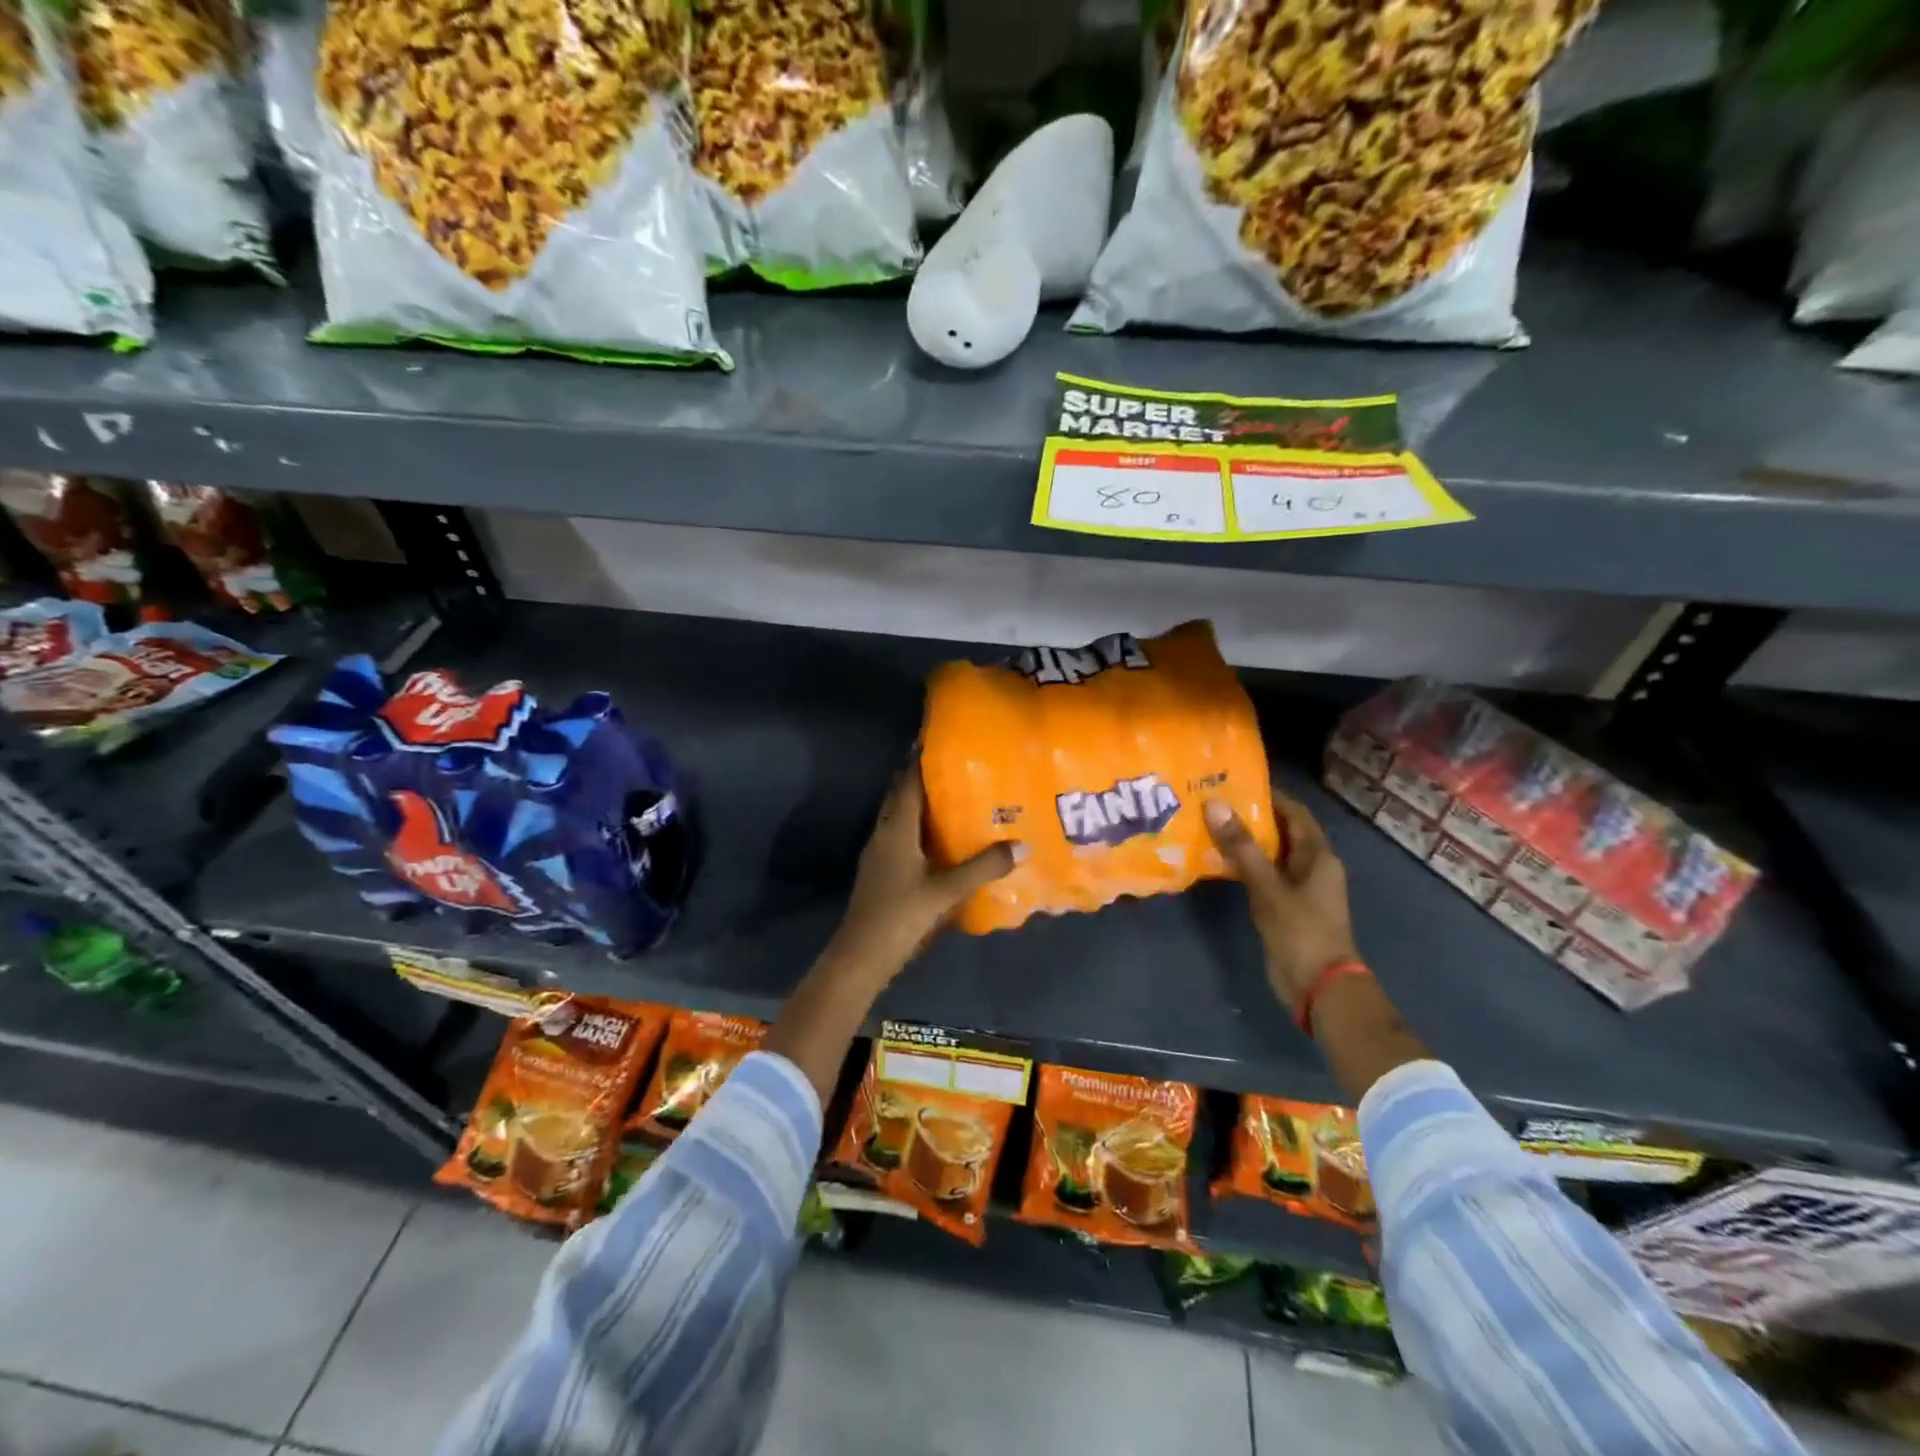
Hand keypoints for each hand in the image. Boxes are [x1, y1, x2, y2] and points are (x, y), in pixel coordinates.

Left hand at [826, 765, 1022, 981]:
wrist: (861, 955)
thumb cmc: (900, 915)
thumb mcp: (945, 891)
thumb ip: (982, 868)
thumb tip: (1022, 845)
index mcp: (896, 829)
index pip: (907, 782)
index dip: (920, 759)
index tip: (938, 739)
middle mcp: (884, 833)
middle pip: (900, 795)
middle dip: (921, 777)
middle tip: (954, 765)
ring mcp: (878, 853)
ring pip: (899, 817)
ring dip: (919, 803)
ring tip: (952, 796)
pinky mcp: (881, 871)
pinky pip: (900, 836)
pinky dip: (917, 827)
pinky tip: (938, 838)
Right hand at [1204, 789, 1358, 1012]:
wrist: (1319, 987)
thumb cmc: (1301, 931)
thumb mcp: (1268, 887)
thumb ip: (1242, 847)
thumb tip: (1216, 805)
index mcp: (1318, 856)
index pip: (1294, 812)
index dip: (1269, 795)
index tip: (1234, 782)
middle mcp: (1311, 867)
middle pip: (1280, 832)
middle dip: (1250, 817)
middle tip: (1212, 803)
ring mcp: (1299, 889)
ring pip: (1269, 855)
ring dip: (1244, 843)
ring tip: (1207, 827)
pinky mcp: (1284, 908)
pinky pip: (1263, 877)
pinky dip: (1243, 867)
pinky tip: (1216, 862)